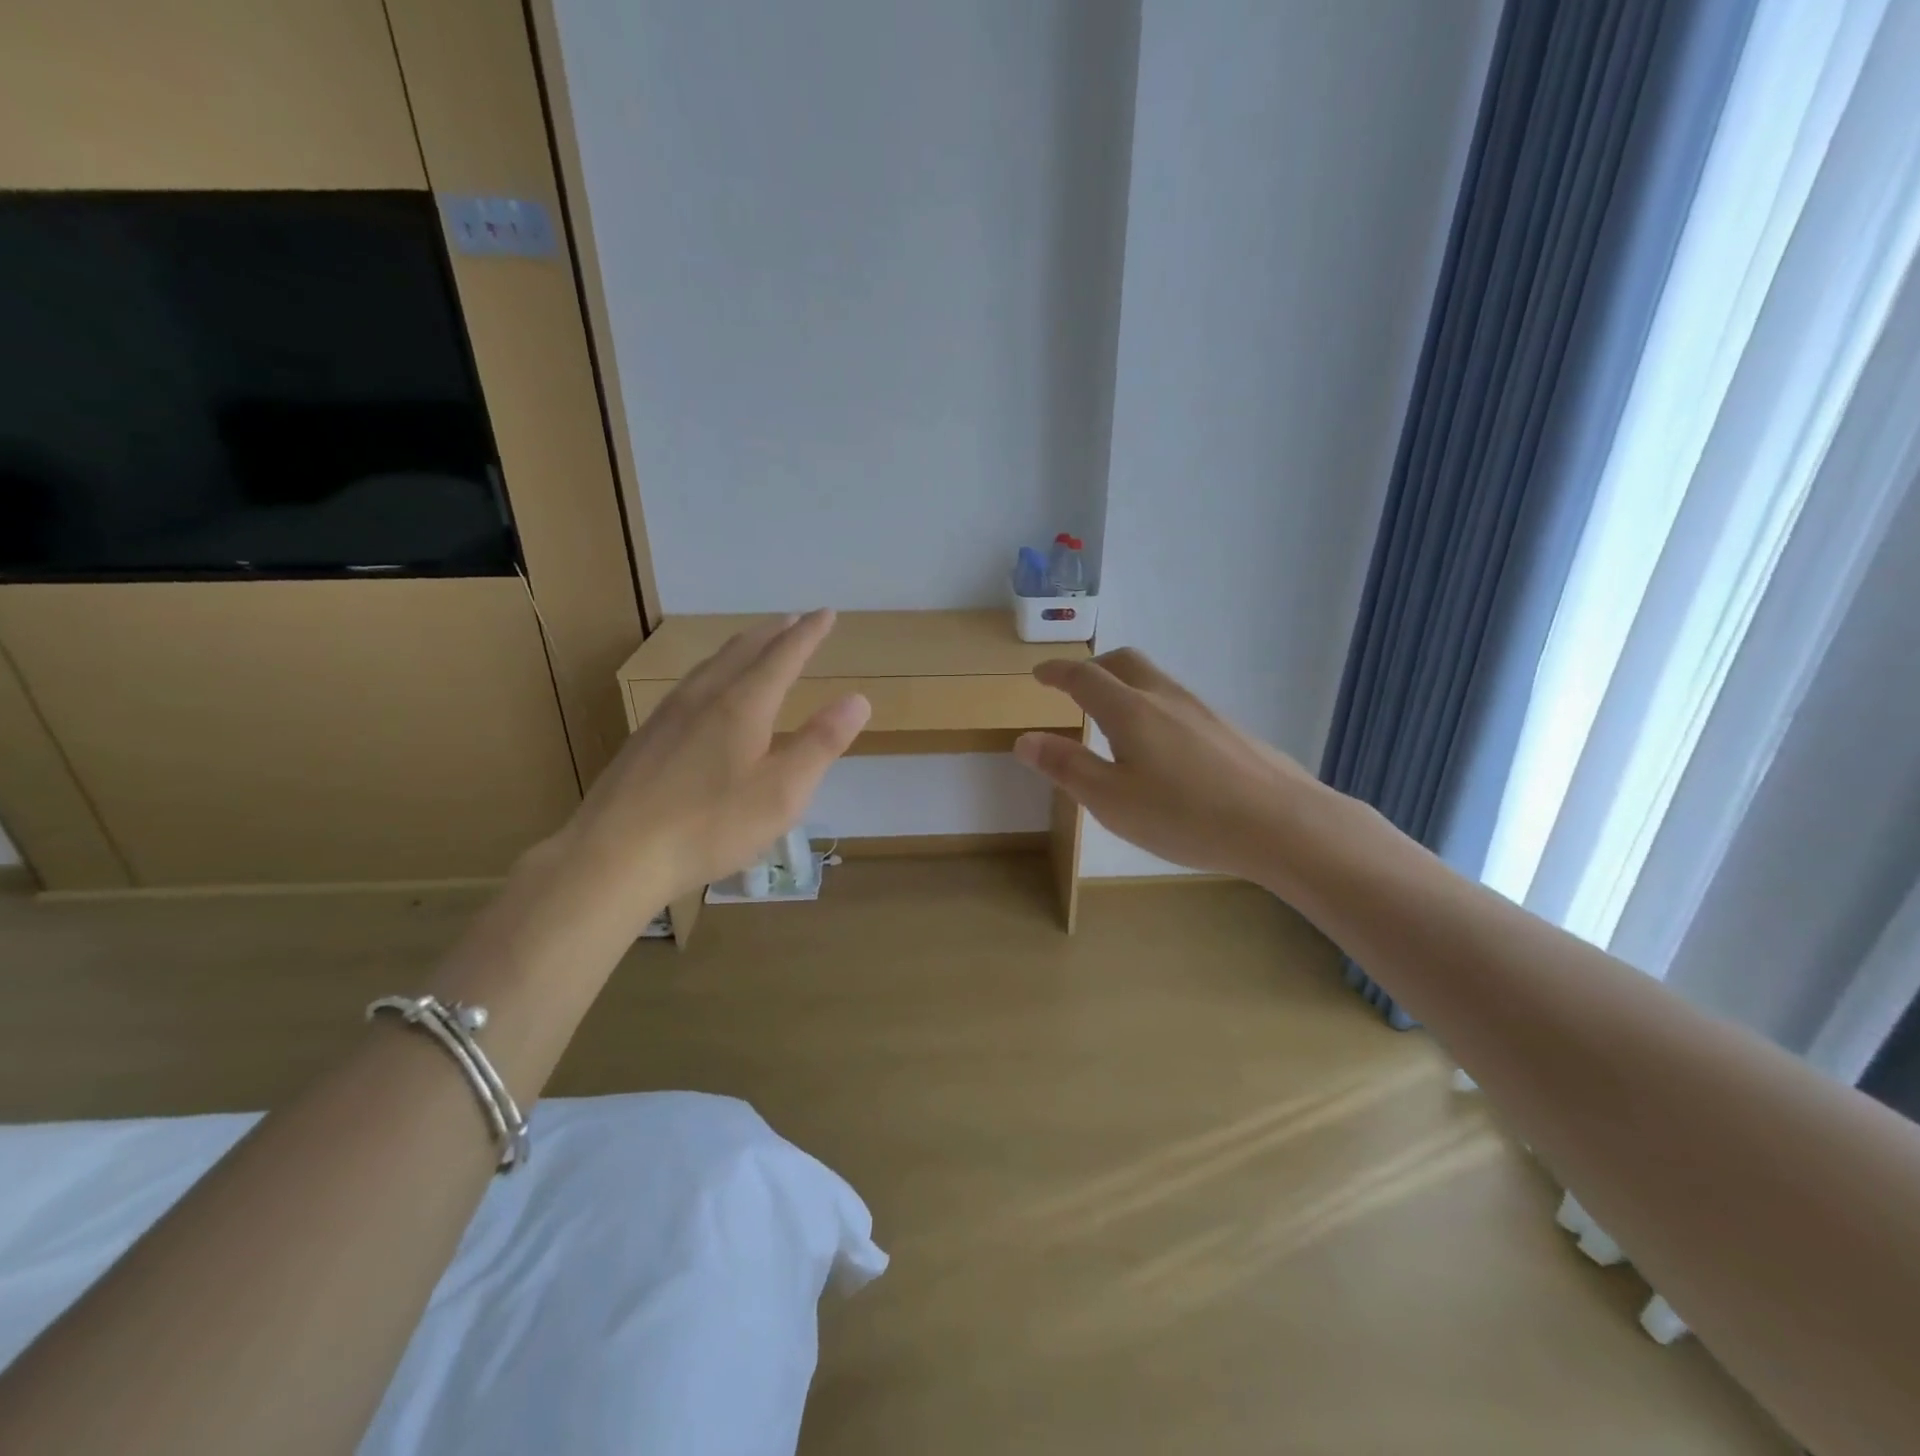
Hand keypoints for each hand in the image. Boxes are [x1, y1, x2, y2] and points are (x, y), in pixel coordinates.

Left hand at [559, 610, 869, 912]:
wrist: (614, 855)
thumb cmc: (710, 826)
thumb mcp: (782, 793)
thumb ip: (821, 743)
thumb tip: (858, 699)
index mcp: (742, 705)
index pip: (784, 655)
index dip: (809, 633)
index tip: (827, 613)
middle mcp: (704, 697)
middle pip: (743, 650)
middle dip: (775, 632)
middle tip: (796, 621)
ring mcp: (669, 714)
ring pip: (712, 664)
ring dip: (743, 647)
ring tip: (758, 644)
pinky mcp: (647, 736)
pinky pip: (691, 684)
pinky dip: (716, 670)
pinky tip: (708, 691)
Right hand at [1013, 647, 1321, 884]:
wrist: (1282, 823)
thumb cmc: (1185, 815)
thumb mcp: (1111, 800)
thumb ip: (1066, 767)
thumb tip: (1025, 739)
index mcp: (1130, 711)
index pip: (1084, 677)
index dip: (1057, 672)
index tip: (1039, 673)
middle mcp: (1166, 698)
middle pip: (1124, 663)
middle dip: (1093, 667)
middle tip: (1074, 687)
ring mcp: (1203, 711)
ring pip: (1155, 681)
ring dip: (1125, 686)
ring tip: (1113, 719)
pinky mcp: (1228, 730)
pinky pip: (1178, 703)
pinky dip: (1153, 707)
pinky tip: (1162, 748)